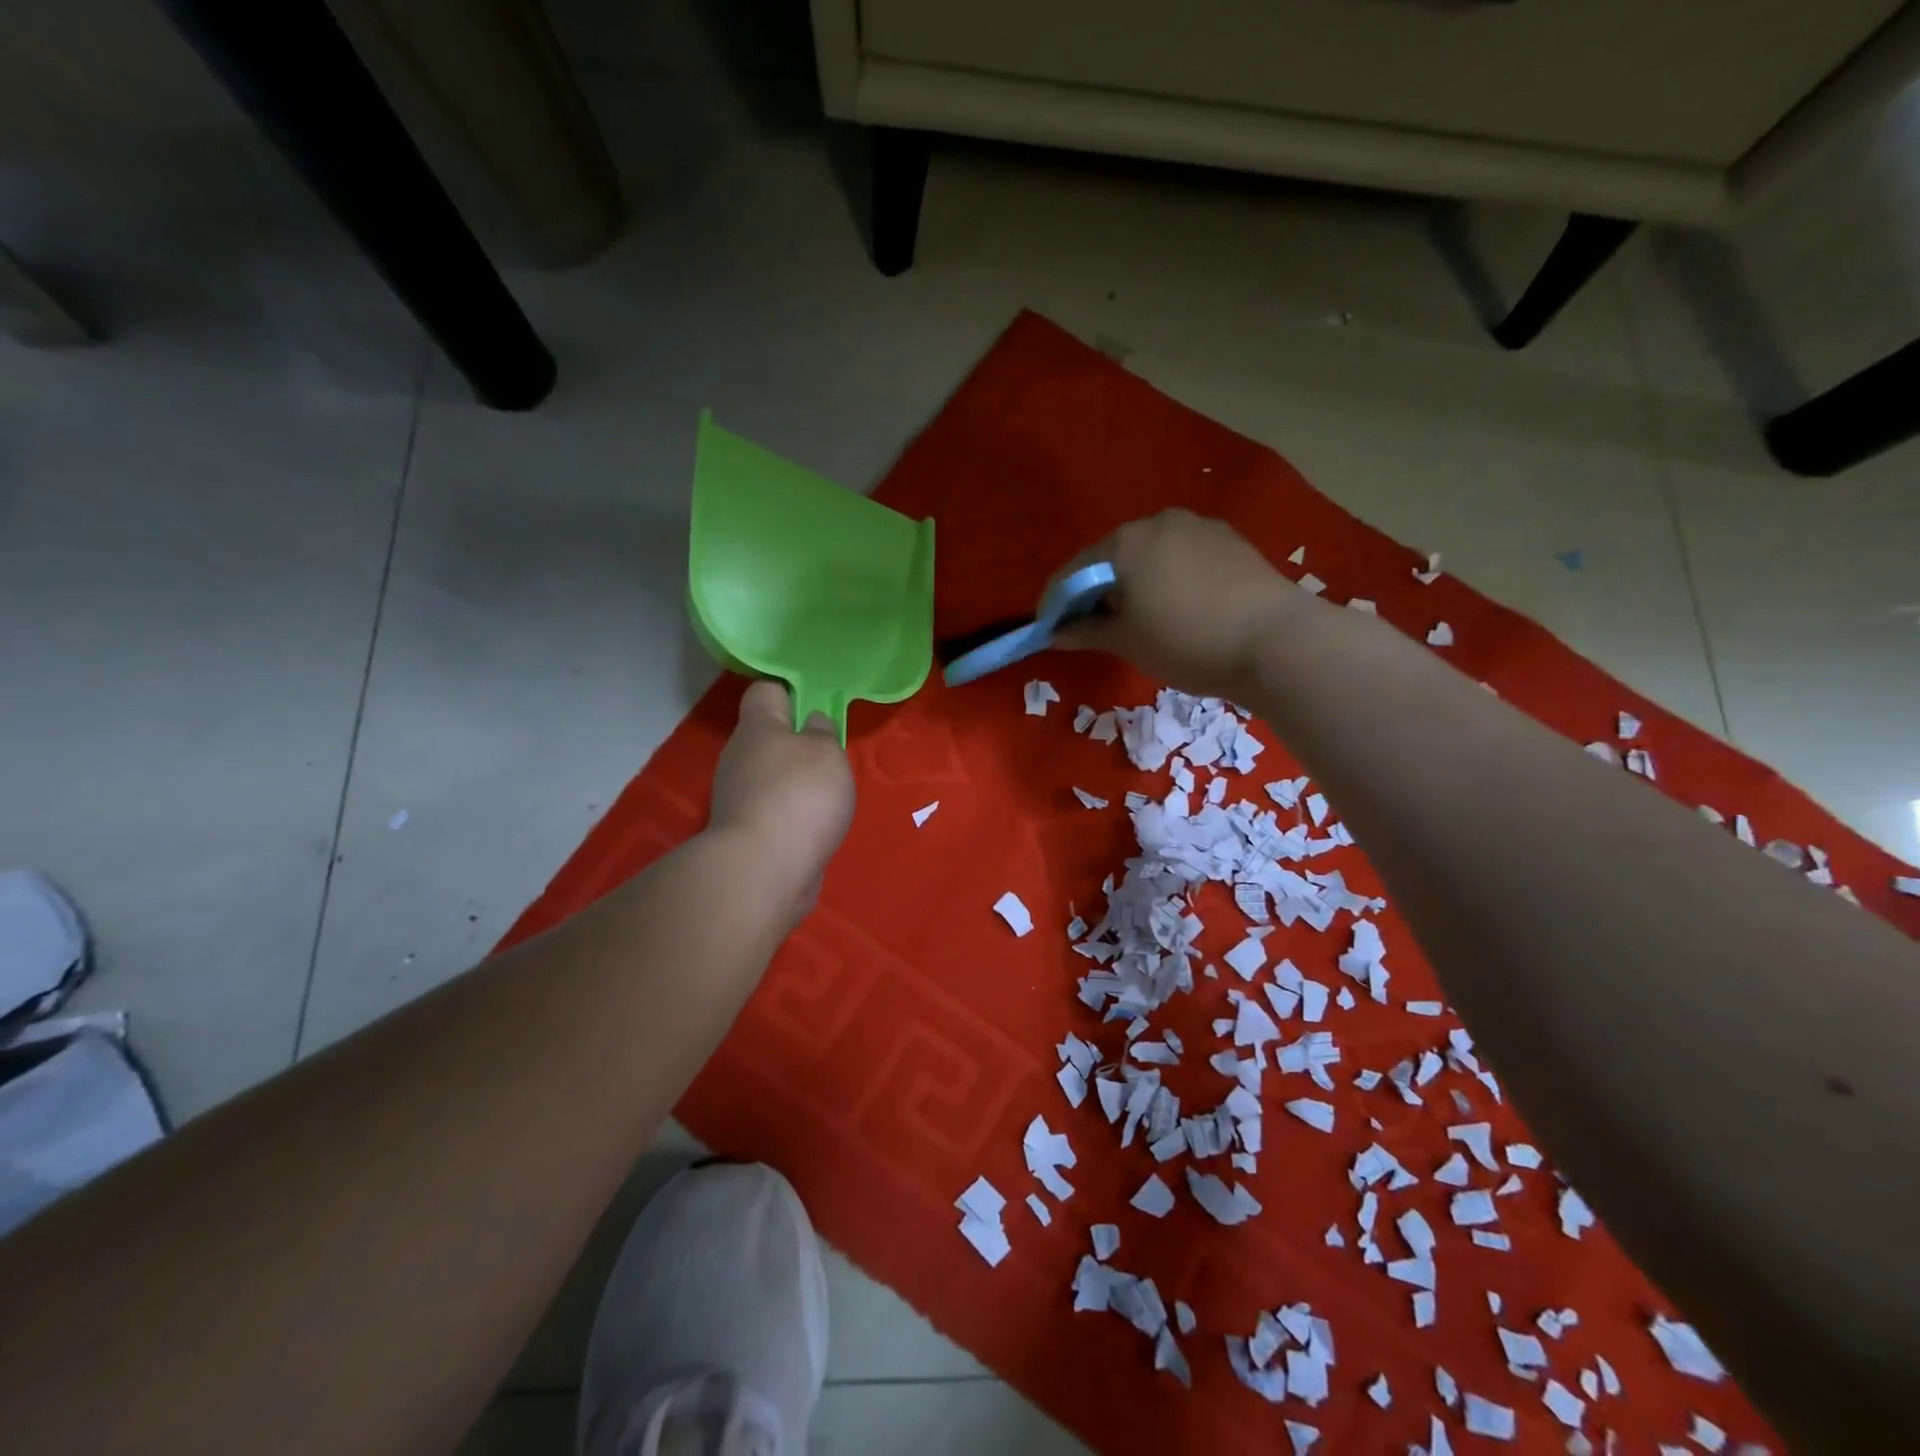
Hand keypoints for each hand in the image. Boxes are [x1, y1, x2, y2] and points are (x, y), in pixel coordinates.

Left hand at [707, 680, 855, 922]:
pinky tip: (815, 826)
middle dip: (799, 743)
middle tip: (832, 756)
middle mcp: (740, 756)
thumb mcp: (827, 752)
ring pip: (772, 775)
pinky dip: (793, 815)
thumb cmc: (800, 796)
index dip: (791, 692)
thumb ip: (823, 733)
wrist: (764, 870)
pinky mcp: (746, 831)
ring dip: (798, 783)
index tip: (817, 705)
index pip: (765, 691)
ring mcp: (738, 796)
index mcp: (758, 727)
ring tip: (830, 797)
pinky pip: (774, 809)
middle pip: (769, 737)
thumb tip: (812, 725)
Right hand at [1053, 510, 1294, 697]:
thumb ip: (1086, 631)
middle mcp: (1158, 521)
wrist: (1276, 642)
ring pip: (1150, 554)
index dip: (1058, 601)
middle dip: (1097, 590)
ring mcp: (1198, 526)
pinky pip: (1182, 557)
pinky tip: (1178, 607)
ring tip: (1139, 619)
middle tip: (1094, 627)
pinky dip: (1168, 578)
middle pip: (1112, 557)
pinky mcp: (1229, 540)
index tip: (1051, 628)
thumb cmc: (1186, 641)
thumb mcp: (1127, 642)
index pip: (1074, 570)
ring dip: (1134, 582)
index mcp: (1124, 542)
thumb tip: (1056, 633)